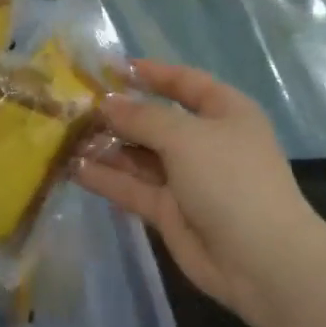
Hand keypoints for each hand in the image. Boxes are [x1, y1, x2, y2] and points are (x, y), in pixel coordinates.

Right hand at [75, 60, 321, 319]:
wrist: (259, 259)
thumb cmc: (230, 180)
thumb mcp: (186, 137)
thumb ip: (143, 118)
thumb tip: (107, 103)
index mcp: (225, 113)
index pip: (185, 83)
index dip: (152, 73)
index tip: (112, 68)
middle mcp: (205, 142)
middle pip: (156, 120)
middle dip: (119, 114)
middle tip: (74, 107)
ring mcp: (187, 178)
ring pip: (140, 156)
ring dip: (107, 147)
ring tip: (65, 137)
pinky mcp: (169, 211)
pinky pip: (133, 188)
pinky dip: (107, 179)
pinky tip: (75, 169)